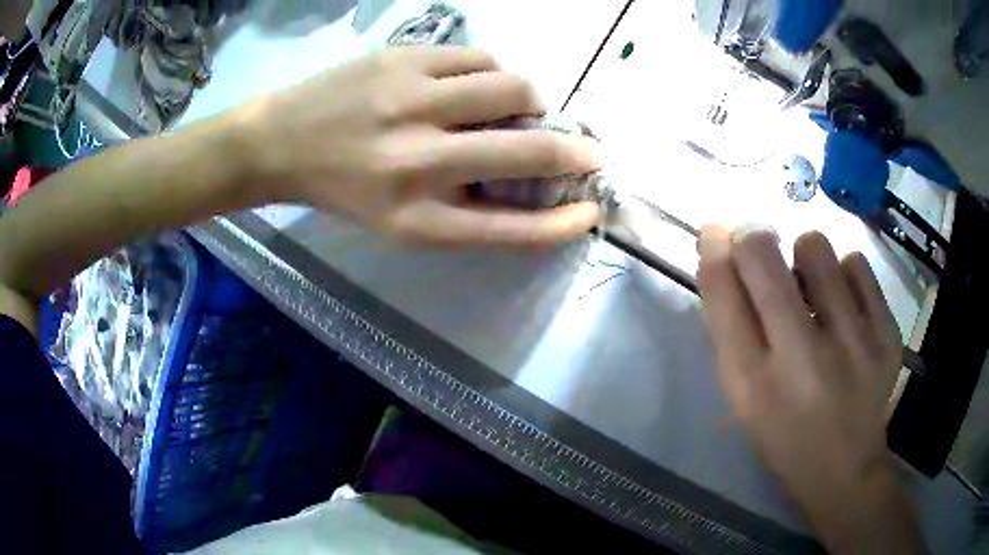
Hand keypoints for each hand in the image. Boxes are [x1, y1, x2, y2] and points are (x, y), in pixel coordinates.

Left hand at [241, 46, 600, 246]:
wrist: (279, 142)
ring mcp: (411, 102)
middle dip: (575, 152)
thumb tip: (529, 181)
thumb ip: (464, 209)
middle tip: (585, 149)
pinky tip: (476, 82)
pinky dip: (494, 71)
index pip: (513, 228)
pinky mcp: (405, 59)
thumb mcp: (398, 220)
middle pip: (529, 152)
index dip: (563, 223)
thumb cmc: (342, 188)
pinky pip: (481, 57)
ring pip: (514, 88)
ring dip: (534, 101)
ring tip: (520, 107)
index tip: (591, 210)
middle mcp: (418, 163)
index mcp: (416, 219)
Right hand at [697, 226, 921, 552]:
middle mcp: (804, 363)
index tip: (716, 233)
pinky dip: (845, 276)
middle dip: (753, 240)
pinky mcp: (887, 336)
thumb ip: (730, 323)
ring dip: (805, 258)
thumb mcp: (743, 395)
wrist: (844, 471)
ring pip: (816, 247)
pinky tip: (847, 308)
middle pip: (764, 258)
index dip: (715, 251)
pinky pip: (857, 265)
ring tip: (814, 291)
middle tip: (761, 250)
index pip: (723, 294)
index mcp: (754, 387)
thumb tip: (717, 244)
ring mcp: (854, 347)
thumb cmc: (784, 435)